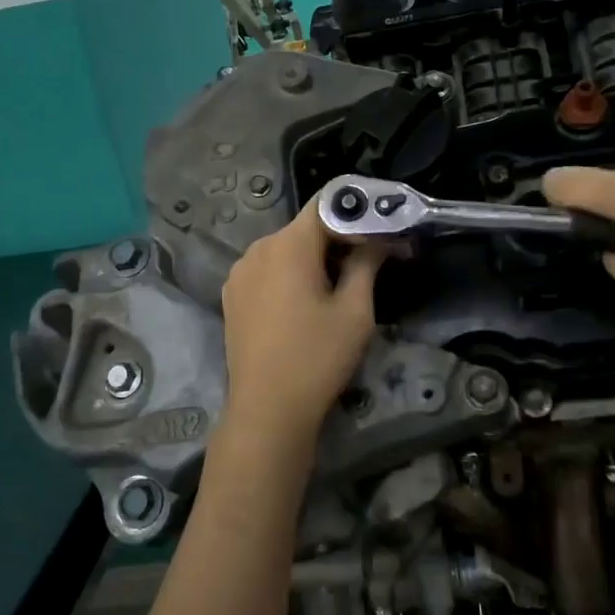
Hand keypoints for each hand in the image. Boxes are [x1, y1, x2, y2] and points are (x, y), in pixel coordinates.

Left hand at [219, 199, 382, 447]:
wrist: (267, 409)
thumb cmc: (318, 357)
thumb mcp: (355, 311)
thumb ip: (367, 264)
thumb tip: (379, 239)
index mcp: (289, 245)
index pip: (327, 205)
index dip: (357, 213)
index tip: (382, 231)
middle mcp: (258, 248)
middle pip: (305, 228)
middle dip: (338, 239)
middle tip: (370, 262)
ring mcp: (239, 272)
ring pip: (285, 250)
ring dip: (313, 259)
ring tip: (338, 288)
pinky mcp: (232, 296)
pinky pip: (267, 271)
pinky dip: (289, 276)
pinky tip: (304, 305)